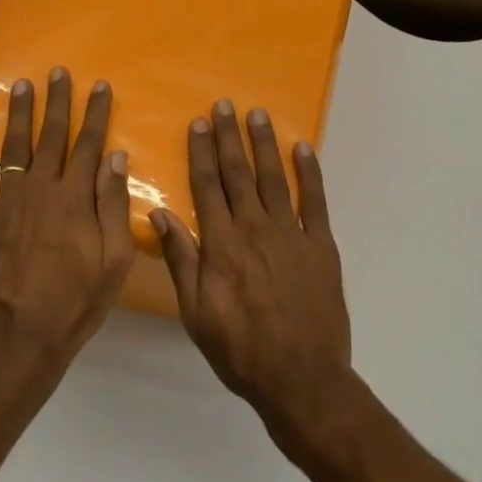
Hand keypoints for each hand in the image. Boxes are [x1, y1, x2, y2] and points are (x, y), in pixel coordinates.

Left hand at [0, 68, 134, 373]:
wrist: (22, 336)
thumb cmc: (77, 301)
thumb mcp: (115, 259)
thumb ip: (114, 206)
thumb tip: (114, 158)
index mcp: (76, 198)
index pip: (89, 145)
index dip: (96, 114)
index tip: (100, 86)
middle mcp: (41, 189)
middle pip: (52, 136)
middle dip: (58, 102)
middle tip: (59, 72)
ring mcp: (8, 202)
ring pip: (15, 148)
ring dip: (20, 114)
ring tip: (22, 85)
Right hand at [152, 101, 351, 444]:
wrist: (300, 376)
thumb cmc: (240, 350)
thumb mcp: (196, 313)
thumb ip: (182, 261)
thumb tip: (161, 215)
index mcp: (221, 245)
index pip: (207, 186)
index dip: (201, 152)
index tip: (198, 123)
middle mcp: (254, 229)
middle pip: (238, 174)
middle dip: (229, 137)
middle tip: (224, 105)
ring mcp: (291, 234)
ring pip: (274, 178)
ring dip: (264, 144)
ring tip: (258, 115)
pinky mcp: (321, 245)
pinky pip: (316, 201)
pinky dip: (310, 173)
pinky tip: (303, 149)